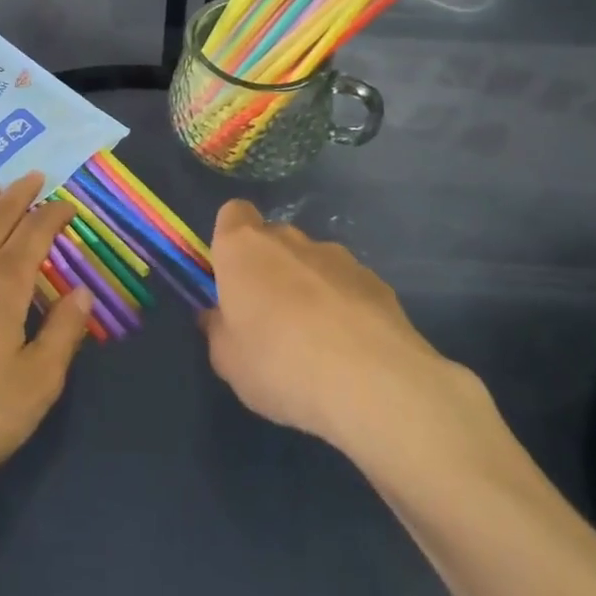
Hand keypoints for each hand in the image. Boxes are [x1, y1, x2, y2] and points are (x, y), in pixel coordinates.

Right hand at [200, 201, 493, 482]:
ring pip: (313, 263)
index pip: (233, 214)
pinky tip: (351, 351)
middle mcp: (289, 239)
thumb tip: (218, 318)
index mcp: (243, 247)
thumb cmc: (279, 362)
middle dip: (271, 268)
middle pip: (274, 239)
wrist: (372, 381)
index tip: (232, 275)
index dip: (231, 239)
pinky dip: (346, 308)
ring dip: (310, 288)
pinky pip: (349, 287)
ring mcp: (338, 257)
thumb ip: (218, 331)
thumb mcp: (228, 361)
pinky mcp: (377, 283)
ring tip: (317, 342)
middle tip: (270, 317)